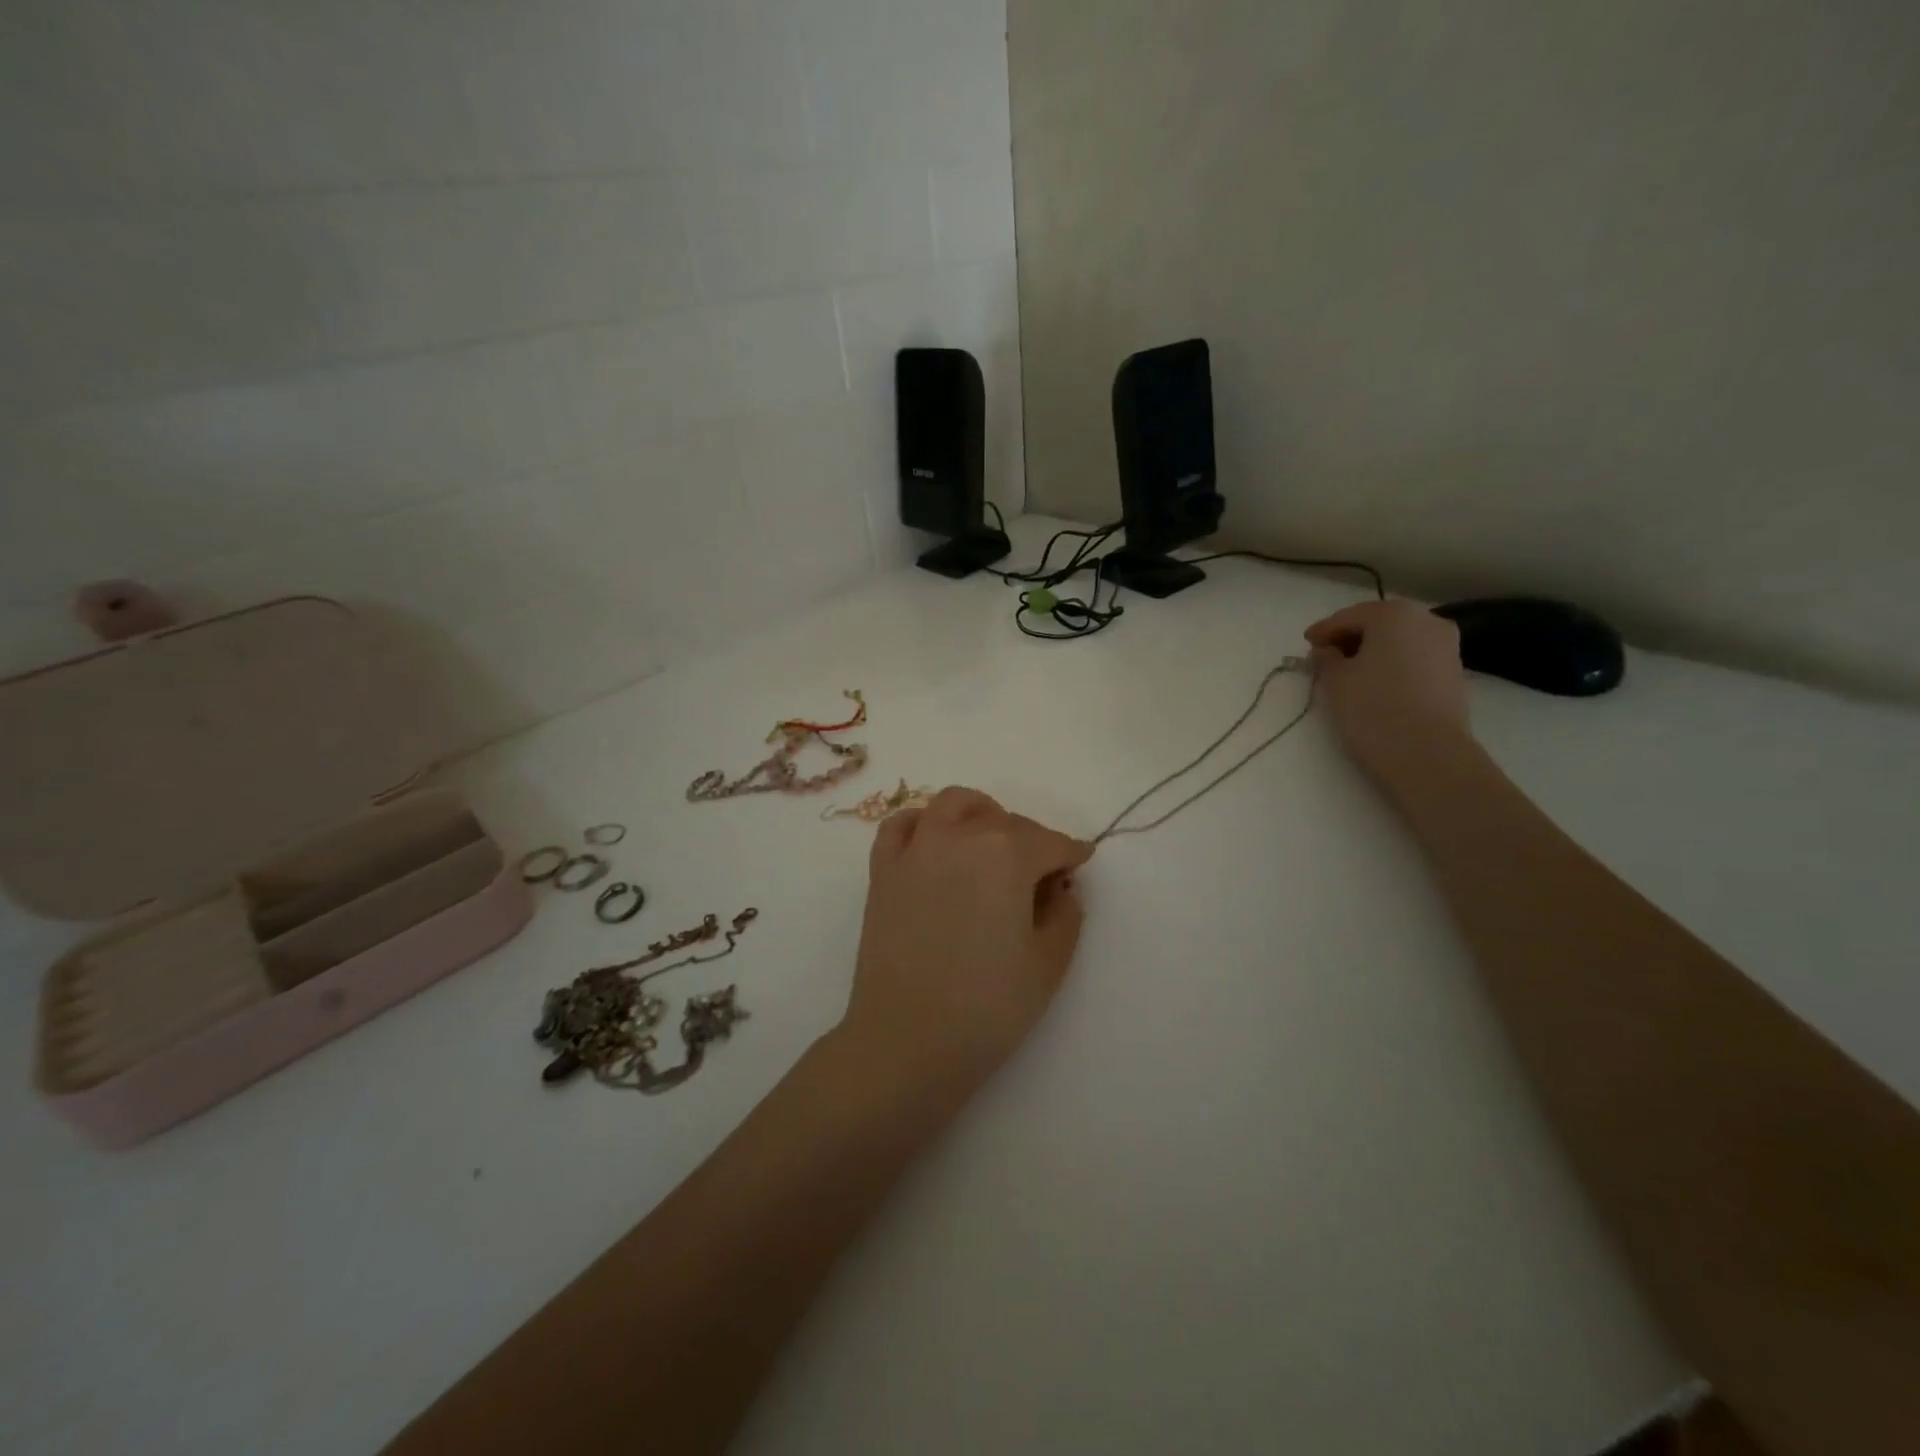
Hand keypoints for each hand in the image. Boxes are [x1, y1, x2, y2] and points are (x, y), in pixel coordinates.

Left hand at [841, 787, 1093, 1089]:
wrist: (907, 1041)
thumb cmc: (988, 1007)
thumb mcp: (1049, 963)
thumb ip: (1066, 913)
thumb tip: (1060, 886)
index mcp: (1007, 854)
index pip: (1051, 842)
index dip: (1072, 853)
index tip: (1082, 862)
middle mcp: (960, 836)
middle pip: (1006, 821)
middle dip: (1032, 840)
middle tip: (1042, 873)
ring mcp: (916, 849)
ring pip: (953, 804)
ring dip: (980, 814)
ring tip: (991, 841)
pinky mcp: (883, 870)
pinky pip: (902, 825)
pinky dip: (923, 822)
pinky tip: (935, 844)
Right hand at [1304, 600, 1473, 790]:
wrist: (1427, 753)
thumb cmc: (1372, 708)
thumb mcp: (1335, 680)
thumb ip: (1327, 658)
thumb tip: (1327, 651)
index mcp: (1394, 614)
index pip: (1348, 617)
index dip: (1323, 631)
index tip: (1306, 645)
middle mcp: (1427, 620)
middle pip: (1378, 624)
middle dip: (1350, 638)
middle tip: (1325, 656)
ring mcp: (1446, 646)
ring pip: (1399, 640)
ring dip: (1372, 651)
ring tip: (1348, 672)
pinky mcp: (1453, 672)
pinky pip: (1413, 658)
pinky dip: (1392, 664)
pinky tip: (1375, 682)